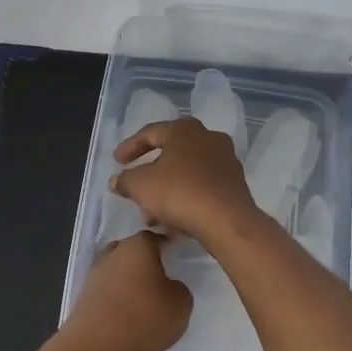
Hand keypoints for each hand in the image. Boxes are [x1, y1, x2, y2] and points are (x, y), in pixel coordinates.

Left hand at [57, 231, 191, 350]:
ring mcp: (95, 275)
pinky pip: (107, 291)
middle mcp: (113, 254)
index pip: (155, 237)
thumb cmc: (143, 318)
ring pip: (117, 270)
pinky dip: (117, 299)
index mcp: (137, 247)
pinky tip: (127, 315)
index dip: (167, 245)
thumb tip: (169, 286)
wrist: (95, 346)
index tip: (176, 257)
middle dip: (145, 262)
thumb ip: (180, 289)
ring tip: (144, 300)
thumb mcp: (180, 305)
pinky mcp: (84, 297)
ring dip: (129, 281)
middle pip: (132, 251)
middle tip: (161, 278)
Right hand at [111, 117, 256, 241]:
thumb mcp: (140, 185)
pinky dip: (185, 197)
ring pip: (186, 173)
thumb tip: (117, 180)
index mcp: (184, 129)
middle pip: (170, 153)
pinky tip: (173, 219)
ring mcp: (225, 160)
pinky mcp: (235, 183)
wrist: (226, 220)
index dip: (130, 147)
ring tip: (151, 214)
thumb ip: (125, 180)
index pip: (150, 133)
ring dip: (166, 190)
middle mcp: (208, 138)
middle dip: (150, 174)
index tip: (116, 161)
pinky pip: (201, 186)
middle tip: (134, 187)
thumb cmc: (179, 192)